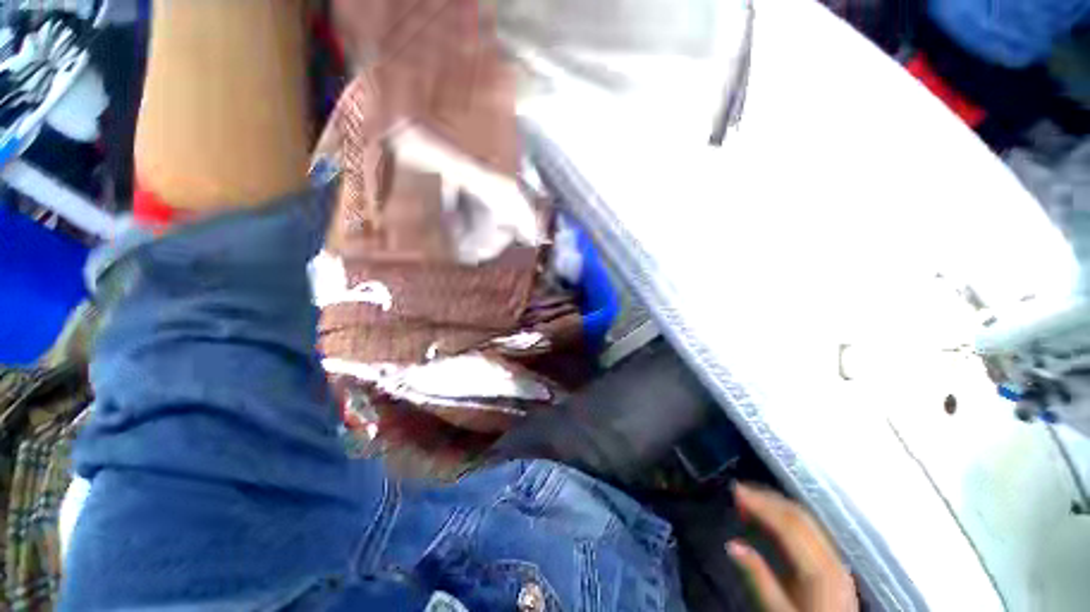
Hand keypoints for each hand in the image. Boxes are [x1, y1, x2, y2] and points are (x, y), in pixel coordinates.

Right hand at [728, 483, 858, 611]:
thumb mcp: (779, 611)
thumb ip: (759, 577)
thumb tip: (731, 544)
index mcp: (821, 571)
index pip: (790, 526)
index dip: (762, 504)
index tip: (736, 491)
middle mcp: (833, 560)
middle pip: (800, 518)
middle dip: (767, 500)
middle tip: (738, 490)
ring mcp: (836, 562)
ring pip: (805, 521)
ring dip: (775, 506)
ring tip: (748, 499)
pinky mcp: (833, 567)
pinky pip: (808, 532)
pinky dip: (785, 519)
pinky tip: (768, 519)